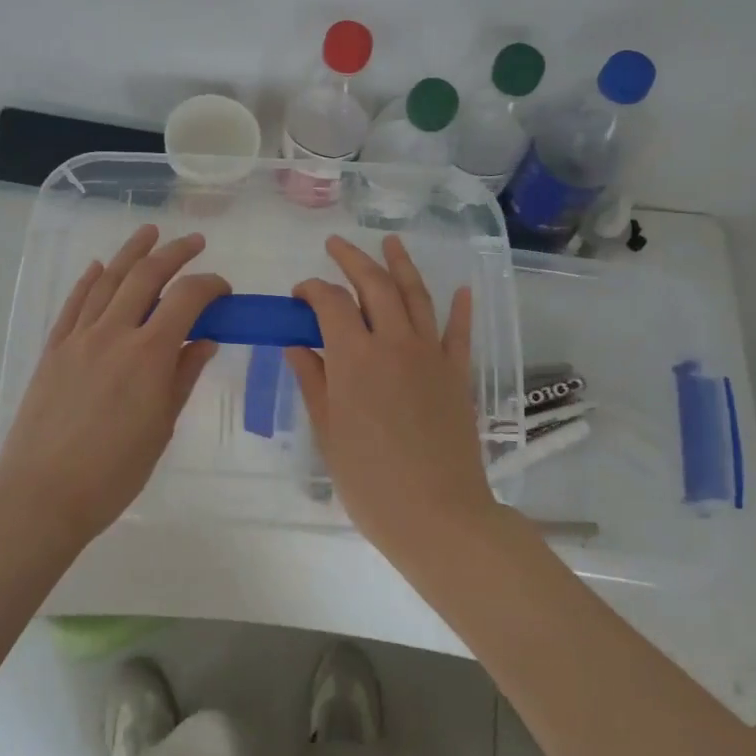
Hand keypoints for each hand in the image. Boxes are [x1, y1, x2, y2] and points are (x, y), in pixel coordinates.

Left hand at [0, 224, 228, 544]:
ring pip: (107, 280)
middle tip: (194, 242)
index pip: (187, 299)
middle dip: (174, 253)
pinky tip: (99, 267)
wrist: (41, 495)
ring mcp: (78, 338)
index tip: (223, 289)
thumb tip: (206, 341)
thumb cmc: (113, 472)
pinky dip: (89, 280)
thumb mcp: (161, 427)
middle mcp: (114, 333)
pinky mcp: (53, 349)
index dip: (209, 285)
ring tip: (149, 232)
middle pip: (146, 276)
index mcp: (149, 354)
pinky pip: (74, 304)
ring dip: (131, 252)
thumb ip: (184, 377)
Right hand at [286, 236, 499, 557]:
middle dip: (352, 259)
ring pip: (416, 295)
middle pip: (374, 284)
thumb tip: (296, 344)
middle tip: (336, 245)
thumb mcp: (328, 431)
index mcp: (355, 356)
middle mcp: (394, 342)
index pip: (331, 302)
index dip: (312, 290)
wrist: (437, 514)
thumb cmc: (369, 479)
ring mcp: (431, 354)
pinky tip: (460, 289)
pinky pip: (459, 331)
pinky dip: (459, 307)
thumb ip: (313, 380)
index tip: (299, 295)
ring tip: (390, 241)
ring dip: (401, 265)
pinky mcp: (457, 373)